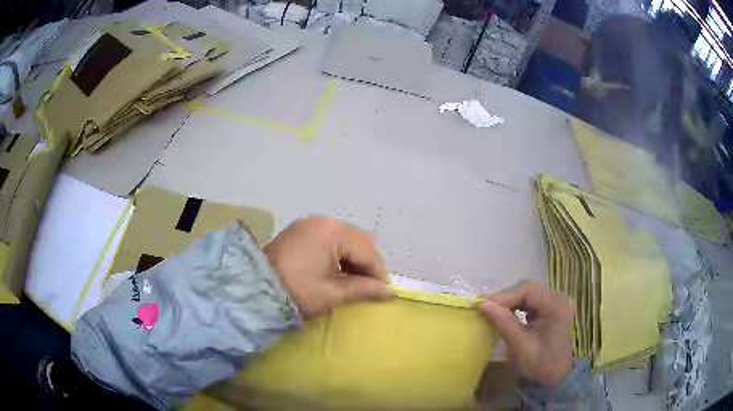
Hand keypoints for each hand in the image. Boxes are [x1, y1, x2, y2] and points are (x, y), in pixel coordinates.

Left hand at [264, 217, 393, 318]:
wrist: (255, 289)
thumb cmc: (297, 291)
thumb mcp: (333, 293)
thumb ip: (364, 289)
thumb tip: (390, 292)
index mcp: (333, 231)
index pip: (367, 251)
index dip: (378, 272)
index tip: (384, 292)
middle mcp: (323, 221)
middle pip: (357, 241)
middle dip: (366, 263)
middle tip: (369, 287)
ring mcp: (309, 224)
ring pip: (344, 239)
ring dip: (352, 258)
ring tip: (353, 281)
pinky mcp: (299, 231)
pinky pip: (328, 239)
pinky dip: (337, 254)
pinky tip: (336, 270)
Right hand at [478, 280, 573, 386]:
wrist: (555, 379)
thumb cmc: (539, 364)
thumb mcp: (520, 345)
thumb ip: (503, 322)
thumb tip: (482, 303)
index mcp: (555, 306)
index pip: (528, 290)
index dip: (504, 295)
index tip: (482, 304)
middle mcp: (557, 299)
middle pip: (528, 289)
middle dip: (506, 297)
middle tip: (485, 307)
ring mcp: (554, 305)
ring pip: (528, 294)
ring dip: (509, 301)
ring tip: (492, 310)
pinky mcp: (549, 311)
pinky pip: (530, 302)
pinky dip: (516, 306)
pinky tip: (506, 314)